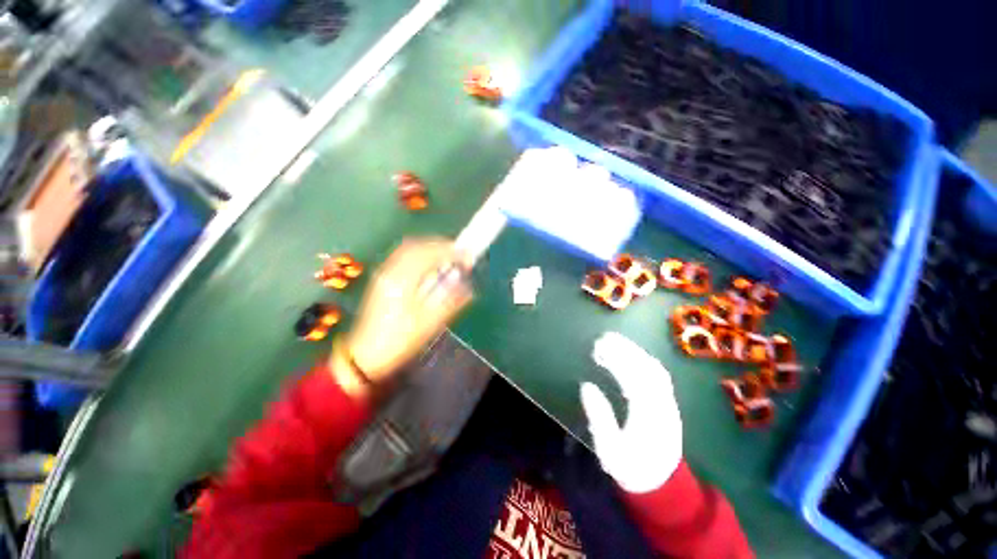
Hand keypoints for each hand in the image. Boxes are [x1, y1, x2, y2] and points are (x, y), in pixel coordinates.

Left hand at [338, 239, 472, 385]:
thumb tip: (467, 286)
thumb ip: (449, 301)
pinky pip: (401, 259)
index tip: (469, 257)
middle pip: (417, 246)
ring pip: (407, 251)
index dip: (451, 251)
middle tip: (460, 256)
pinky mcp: (380, 281)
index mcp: (403, 278)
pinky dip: (417, 258)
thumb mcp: (428, 325)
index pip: (429, 252)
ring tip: (446, 263)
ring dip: (428, 251)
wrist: (366, 355)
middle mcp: (391, 270)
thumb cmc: (398, 341)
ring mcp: (383, 274)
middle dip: (440, 247)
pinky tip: (427, 272)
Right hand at [580, 332, 682, 493]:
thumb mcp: (608, 449)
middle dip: (626, 350)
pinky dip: (644, 362)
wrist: (659, 479)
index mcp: (647, 416)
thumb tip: (587, 386)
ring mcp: (669, 402)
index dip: (616, 361)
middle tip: (603, 338)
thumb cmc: (630, 467)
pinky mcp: (670, 402)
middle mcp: (663, 404)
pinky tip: (631, 358)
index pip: (633, 379)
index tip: (597, 349)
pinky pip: (660, 376)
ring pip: (656, 370)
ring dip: (636, 353)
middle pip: (647, 369)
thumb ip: (599, 417)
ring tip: (614, 343)